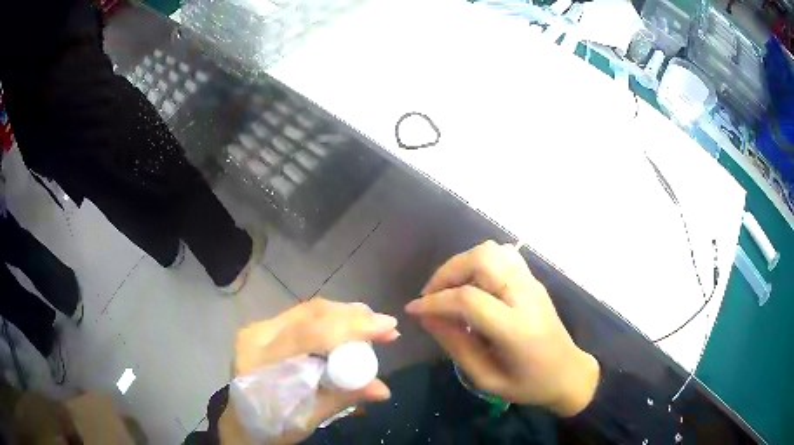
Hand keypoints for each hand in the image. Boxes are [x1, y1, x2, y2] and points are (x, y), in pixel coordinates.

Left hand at [222, 299, 400, 444]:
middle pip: (311, 313)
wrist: (244, 420)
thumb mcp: (307, 419)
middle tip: (386, 326)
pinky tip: (350, 327)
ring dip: (345, 315)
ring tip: (373, 326)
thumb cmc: (272, 424)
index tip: (387, 328)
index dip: (350, 328)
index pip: (308, 334)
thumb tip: (384, 390)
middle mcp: (257, 334)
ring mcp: (260, 327)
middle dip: (353, 316)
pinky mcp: (267, 327)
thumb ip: (342, 399)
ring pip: (309, 309)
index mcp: (260, 360)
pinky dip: (332, 319)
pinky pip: (305, 316)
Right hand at [405, 241, 599, 416]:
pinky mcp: (534, 280)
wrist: (569, 373)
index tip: (414, 310)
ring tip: (450, 289)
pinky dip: (479, 262)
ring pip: (492, 250)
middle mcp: (526, 296)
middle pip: (482, 259)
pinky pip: (502, 255)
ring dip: (463, 264)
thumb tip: (427, 317)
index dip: (434, 301)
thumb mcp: (486, 378)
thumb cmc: (528, 385)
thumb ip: (456, 345)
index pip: (468, 299)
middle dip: (447, 272)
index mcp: (516, 329)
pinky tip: (472, 285)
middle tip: (432, 296)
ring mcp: (532, 283)